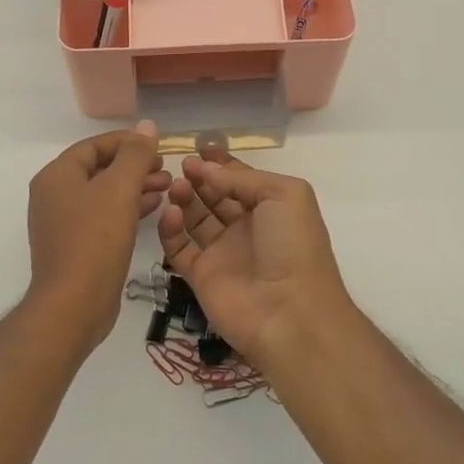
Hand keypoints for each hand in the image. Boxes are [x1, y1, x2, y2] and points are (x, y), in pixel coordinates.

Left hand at [25, 120, 169, 348]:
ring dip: (135, 187)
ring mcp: (63, 223)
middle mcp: (54, 195)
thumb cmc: (95, 240)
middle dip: (134, 166)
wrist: (73, 305)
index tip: (158, 146)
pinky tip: (153, 209)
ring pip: (104, 194)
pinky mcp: (76, 246)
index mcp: (57, 176)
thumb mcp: (119, 190)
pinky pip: (103, 216)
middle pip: (99, 169)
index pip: (94, 146)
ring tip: (168, 186)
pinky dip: (128, 209)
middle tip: (166, 168)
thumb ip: (134, 155)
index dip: (127, 142)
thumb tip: (147, 126)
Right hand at [157, 153, 351, 363]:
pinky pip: (179, 248)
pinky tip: (169, 212)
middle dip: (199, 178)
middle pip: (214, 196)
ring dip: (184, 198)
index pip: (240, 180)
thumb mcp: (284, 194)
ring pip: (195, 218)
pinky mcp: (200, 275)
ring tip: (175, 186)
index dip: (220, 165)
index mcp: (270, 208)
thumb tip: (206, 170)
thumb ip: (243, 178)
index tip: (198, 149)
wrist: (290, 313)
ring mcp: (222, 252)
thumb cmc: (293, 246)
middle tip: (181, 165)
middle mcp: (245, 228)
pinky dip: (170, 229)